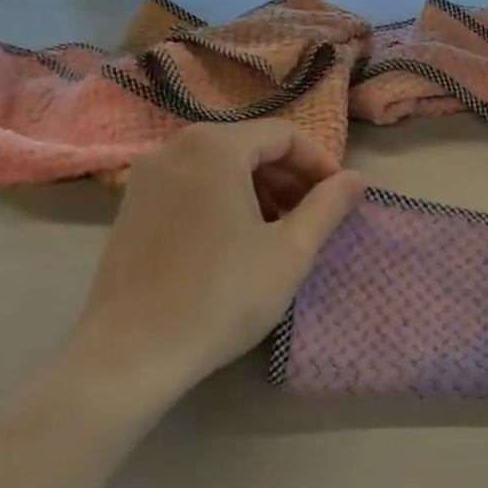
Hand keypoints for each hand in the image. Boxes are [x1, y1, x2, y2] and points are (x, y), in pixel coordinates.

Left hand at [70, 122, 363, 394]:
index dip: (320, 163)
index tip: (341, 198)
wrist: (133, 352)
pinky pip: (191, 186)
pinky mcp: (131, 207)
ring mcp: (146, 178)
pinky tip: (237, 243)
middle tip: (314, 217)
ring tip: (279, 233)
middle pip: (249, 146)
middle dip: (289, 177)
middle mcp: (174, 148)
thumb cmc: (223, 295)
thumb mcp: (290, 251)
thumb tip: (356, 179)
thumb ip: (328, 207)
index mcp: (215, 147)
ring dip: (259, 190)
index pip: (284, 135)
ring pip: (219, 167)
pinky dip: (224, 200)